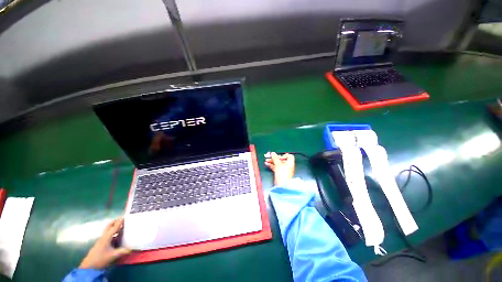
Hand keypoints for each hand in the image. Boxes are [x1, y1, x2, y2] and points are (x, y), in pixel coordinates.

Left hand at [79, 218, 131, 268]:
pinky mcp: (101, 244)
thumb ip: (123, 251)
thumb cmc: (101, 259)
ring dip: (114, 227)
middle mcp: (103, 237)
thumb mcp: (113, 255)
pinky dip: (113, 232)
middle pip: (109, 226)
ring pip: (108, 230)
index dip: (120, 222)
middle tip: (123, 219)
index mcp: (106, 237)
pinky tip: (117, 236)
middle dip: (115, 222)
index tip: (125, 216)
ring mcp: (101, 240)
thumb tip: (132, 248)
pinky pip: (108, 235)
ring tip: (122, 226)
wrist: (89, 266)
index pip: (114, 227)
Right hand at [265, 152, 294, 185]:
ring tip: (266, 160)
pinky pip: (275, 167)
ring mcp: (283, 170)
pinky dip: (271, 165)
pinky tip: (267, 164)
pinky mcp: (279, 173)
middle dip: (275, 158)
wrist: (282, 185)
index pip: (289, 156)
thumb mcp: (278, 164)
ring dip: (272, 161)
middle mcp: (287, 166)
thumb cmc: (283, 174)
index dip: (284, 155)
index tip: (279, 155)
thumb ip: (275, 158)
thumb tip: (273, 153)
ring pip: (277, 163)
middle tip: (270, 156)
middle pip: (281, 160)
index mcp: (290, 163)